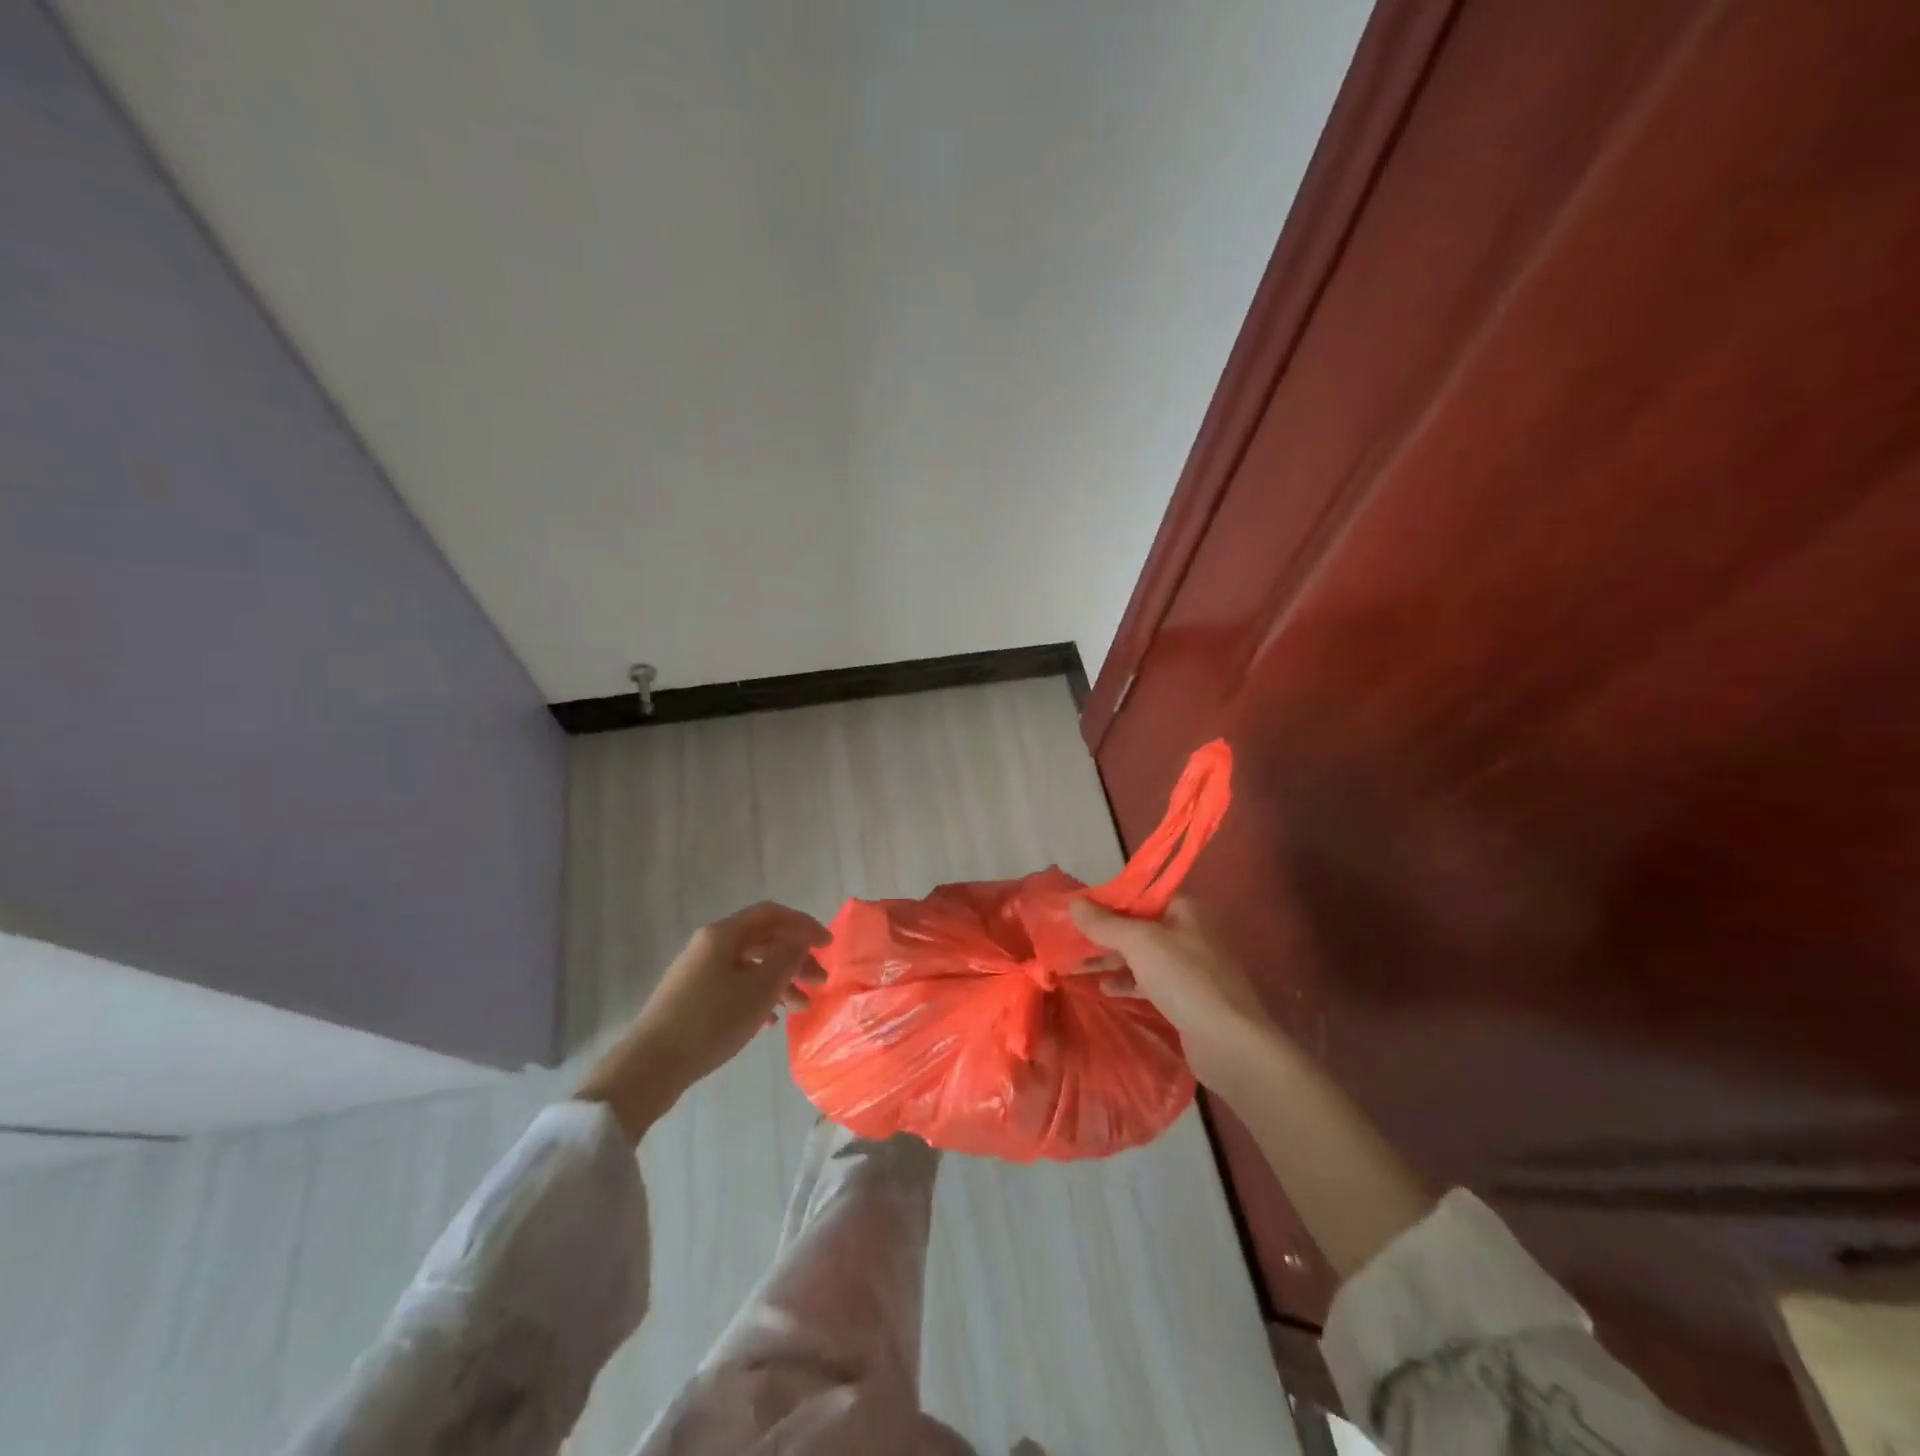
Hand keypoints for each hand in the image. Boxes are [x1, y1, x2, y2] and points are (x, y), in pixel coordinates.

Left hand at [579, 902, 828, 1138]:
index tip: (828, 946)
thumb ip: (787, 957)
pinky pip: (734, 987)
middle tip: (820, 982)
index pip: (772, 915)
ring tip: (801, 1007)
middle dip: (795, 958)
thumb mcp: (759, 989)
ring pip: (750, 966)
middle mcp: (709, 945)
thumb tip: (801, 939)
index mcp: (724, 934)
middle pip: (762, 940)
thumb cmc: (711, 1021)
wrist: (650, 1066)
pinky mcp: (691, 999)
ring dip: (780, 981)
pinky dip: (758, 997)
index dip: (804, 925)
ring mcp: (698, 972)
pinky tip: (770, 1022)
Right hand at [1069, 895, 1271, 1080]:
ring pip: (1141, 956)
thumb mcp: (1139, 943)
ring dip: (1110, 960)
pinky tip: (1103, 989)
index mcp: (1184, 910)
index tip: (1075, 911)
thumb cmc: (1184, 979)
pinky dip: (1125, 981)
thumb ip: (1104, 923)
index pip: (1139, 896)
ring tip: (1075, 967)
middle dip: (1103, 934)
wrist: (1229, 1042)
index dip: (1107, 902)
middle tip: (1069, 941)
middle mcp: (1188, 933)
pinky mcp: (1186, 997)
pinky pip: (1148, 981)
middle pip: (1138, 926)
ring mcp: (1189, 967)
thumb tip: (1073, 902)